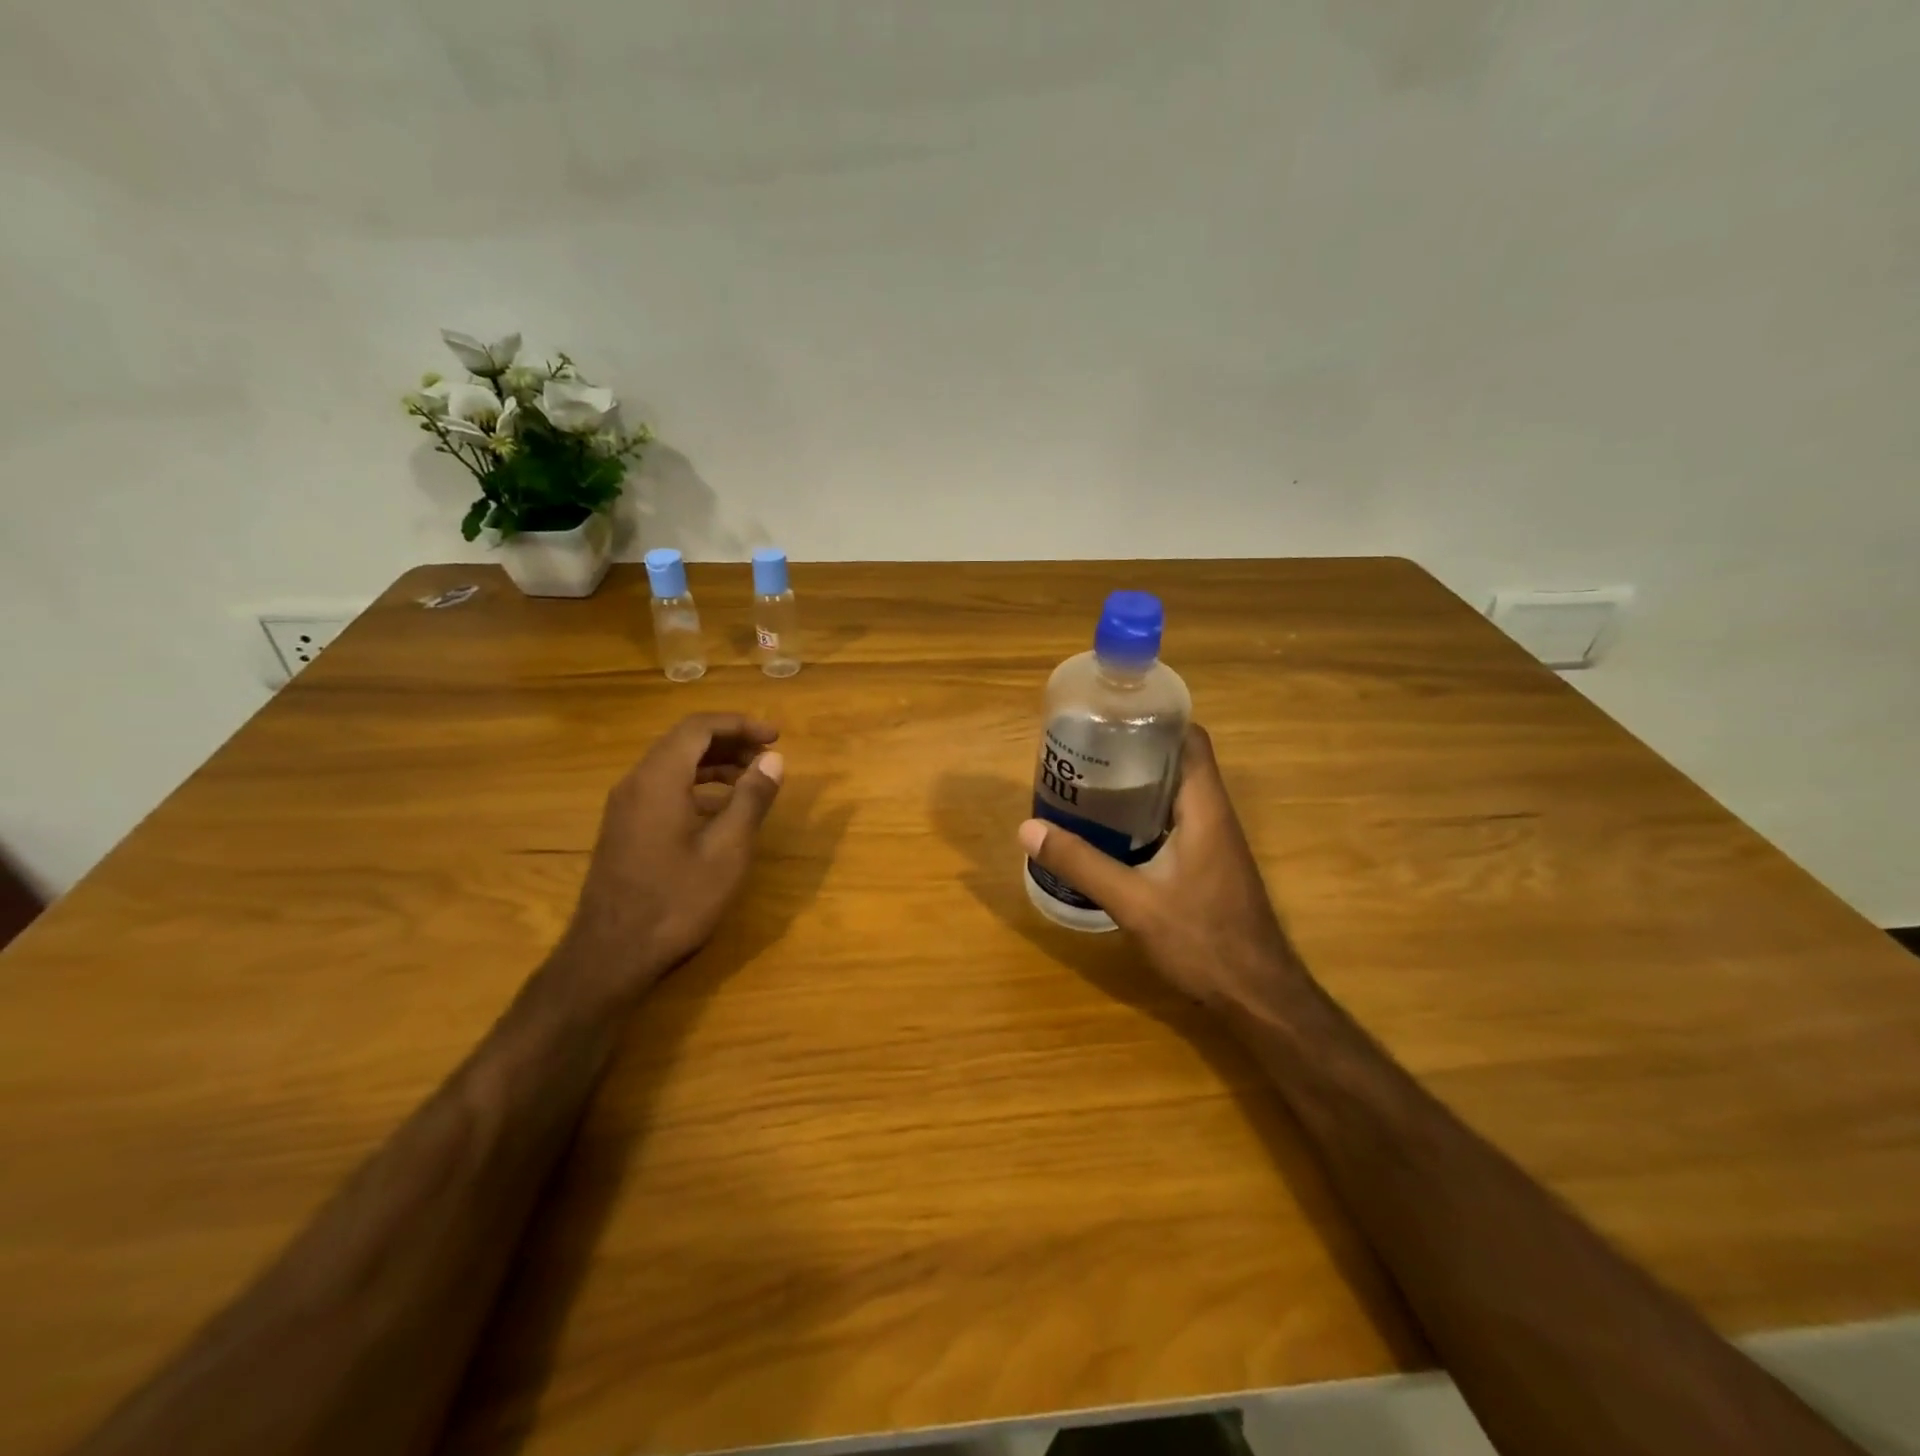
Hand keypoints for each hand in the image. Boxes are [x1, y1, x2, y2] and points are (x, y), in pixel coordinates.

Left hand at [553, 713, 783, 1004]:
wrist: (612, 954)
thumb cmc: (677, 900)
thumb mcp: (728, 849)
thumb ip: (752, 798)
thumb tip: (773, 759)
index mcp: (659, 779)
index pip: (699, 727)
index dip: (741, 724)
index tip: (776, 737)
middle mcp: (636, 782)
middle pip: (684, 741)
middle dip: (730, 741)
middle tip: (768, 755)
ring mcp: (625, 806)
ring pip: (673, 765)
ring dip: (714, 763)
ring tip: (751, 779)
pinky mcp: (624, 828)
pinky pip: (663, 788)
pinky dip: (696, 785)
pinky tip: (721, 810)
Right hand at [1017, 723, 1303, 1012]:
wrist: (1258, 996)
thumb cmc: (1203, 941)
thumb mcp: (1133, 902)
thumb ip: (1082, 864)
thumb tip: (1028, 829)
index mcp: (1205, 808)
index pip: (1191, 739)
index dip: (1156, 719)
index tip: (1113, 716)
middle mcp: (1215, 816)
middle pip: (1179, 761)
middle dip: (1135, 750)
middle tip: (1086, 750)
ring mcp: (1216, 842)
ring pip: (1176, 794)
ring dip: (1139, 784)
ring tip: (1090, 783)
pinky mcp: (1210, 865)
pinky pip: (1176, 822)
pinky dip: (1145, 815)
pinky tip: (1111, 832)